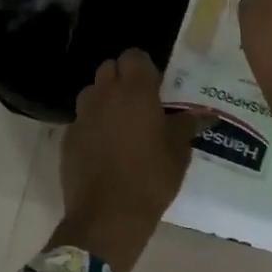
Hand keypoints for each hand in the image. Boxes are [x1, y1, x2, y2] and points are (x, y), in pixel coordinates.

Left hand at [52, 50, 209, 271]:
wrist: (108, 215)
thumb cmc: (151, 178)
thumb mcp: (178, 152)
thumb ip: (187, 126)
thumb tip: (203, 114)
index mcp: (135, 91)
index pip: (134, 56)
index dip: (144, 67)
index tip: (155, 85)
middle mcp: (105, 95)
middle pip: (109, 69)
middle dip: (122, 78)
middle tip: (138, 102)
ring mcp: (82, 116)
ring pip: (91, 92)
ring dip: (103, 99)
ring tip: (119, 123)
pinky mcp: (68, 138)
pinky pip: (81, 120)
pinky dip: (92, 125)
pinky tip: (103, 148)